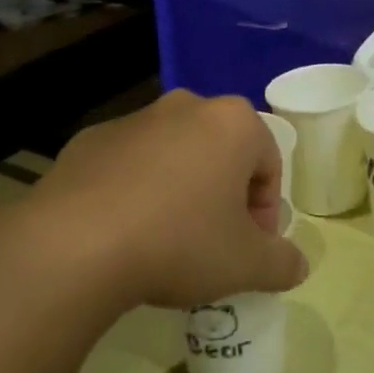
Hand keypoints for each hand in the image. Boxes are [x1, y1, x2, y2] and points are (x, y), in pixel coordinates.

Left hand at [21, 90, 308, 309]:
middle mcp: (188, 106)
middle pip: (222, 154)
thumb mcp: (245, 265)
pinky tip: (121, 234)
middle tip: (211, 245)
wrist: (74, 245)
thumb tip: (298, 265)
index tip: (248, 250)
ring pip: (174, 155)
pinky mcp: (91, 138)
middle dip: (223, 196)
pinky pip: (129, 164)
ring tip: (163, 243)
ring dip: (179, 190)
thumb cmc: (179, 242)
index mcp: (234, 122)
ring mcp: (136, 119)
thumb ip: (283, 263)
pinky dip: (135, 191)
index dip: (264, 212)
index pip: (268, 165)